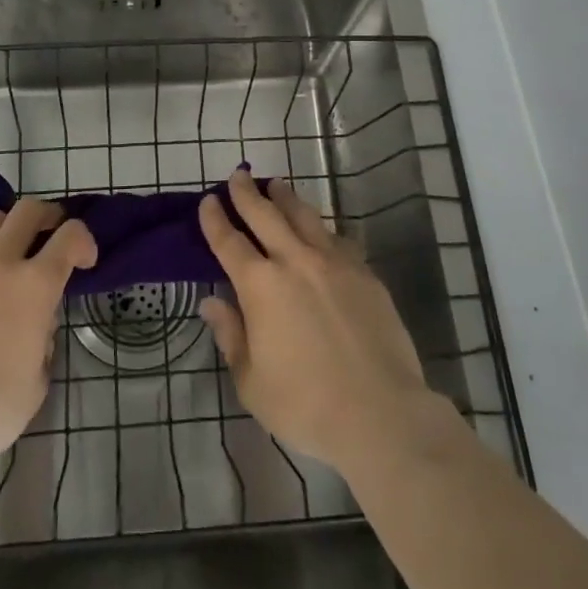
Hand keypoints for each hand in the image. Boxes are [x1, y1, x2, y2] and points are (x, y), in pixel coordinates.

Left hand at [0, 198, 95, 473]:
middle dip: (45, 217)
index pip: (71, 236)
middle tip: (48, 233)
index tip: (84, 260)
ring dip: (3, 232)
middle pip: (27, 211)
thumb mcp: (37, 379)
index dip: (84, 241)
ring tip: (1, 257)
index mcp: (34, 286)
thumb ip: (42, 339)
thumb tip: (34, 323)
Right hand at [199, 168, 434, 473]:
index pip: (229, 241)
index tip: (208, 200)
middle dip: (247, 193)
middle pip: (265, 215)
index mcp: (260, 285)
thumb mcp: (251, 381)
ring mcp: (334, 263)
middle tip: (238, 175)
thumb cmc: (305, 405)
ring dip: (286, 198)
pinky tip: (322, 230)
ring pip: (304, 217)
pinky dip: (323, 229)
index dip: (215, 219)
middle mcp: (294, 261)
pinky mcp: (364, 274)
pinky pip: (338, 240)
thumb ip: (230, 335)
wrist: (380, 413)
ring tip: (277, 185)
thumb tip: (211, 303)